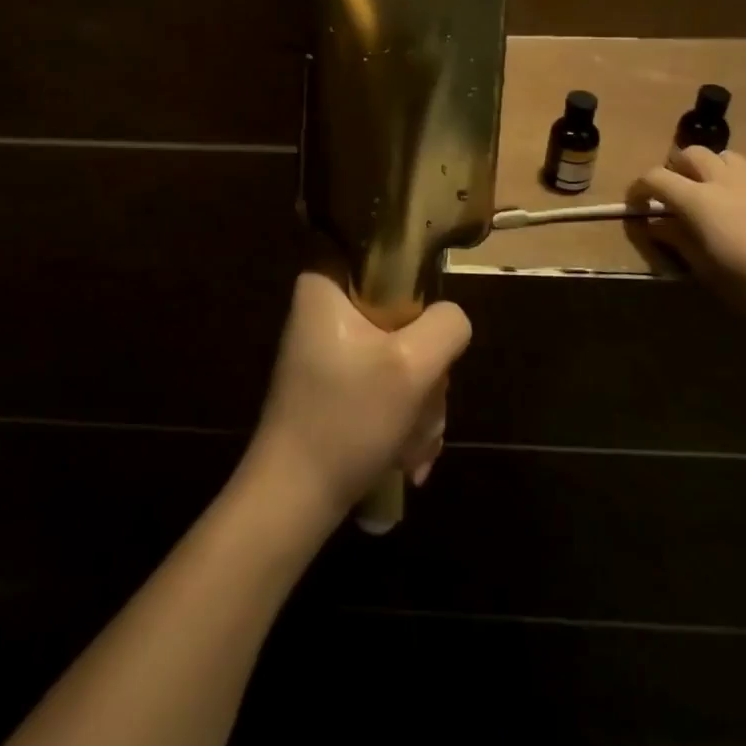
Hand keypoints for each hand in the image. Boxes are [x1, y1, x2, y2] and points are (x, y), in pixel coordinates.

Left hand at [243, 271, 471, 524]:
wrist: (295, 499)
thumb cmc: (347, 419)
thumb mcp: (412, 366)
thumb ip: (446, 325)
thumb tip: (450, 319)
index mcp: (324, 284)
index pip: (374, 247)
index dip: (410, 274)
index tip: (426, 315)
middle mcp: (323, 308)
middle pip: (399, 310)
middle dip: (424, 367)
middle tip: (424, 402)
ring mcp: (329, 348)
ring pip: (399, 352)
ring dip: (419, 400)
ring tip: (413, 444)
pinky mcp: (336, 383)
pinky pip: (385, 381)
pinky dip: (402, 416)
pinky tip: (406, 455)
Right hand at [629, 147, 745, 323]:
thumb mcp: (711, 274)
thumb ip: (680, 242)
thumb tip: (657, 225)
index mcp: (700, 200)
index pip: (656, 177)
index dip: (639, 188)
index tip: (636, 207)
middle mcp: (726, 181)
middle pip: (691, 154)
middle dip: (675, 170)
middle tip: (674, 199)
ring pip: (724, 157)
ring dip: (709, 170)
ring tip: (711, 200)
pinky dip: (737, 184)